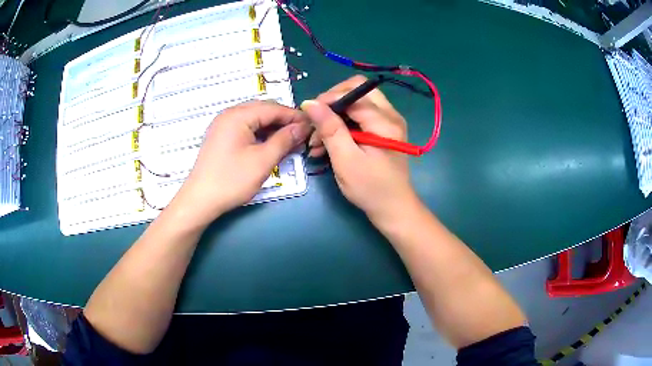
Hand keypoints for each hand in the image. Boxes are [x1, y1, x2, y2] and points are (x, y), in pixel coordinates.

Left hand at [170, 100, 309, 227]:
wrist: (200, 200)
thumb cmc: (231, 180)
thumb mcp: (263, 161)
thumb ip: (285, 140)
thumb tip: (303, 126)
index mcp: (238, 115)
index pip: (273, 108)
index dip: (294, 116)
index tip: (313, 126)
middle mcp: (229, 114)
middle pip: (263, 110)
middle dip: (284, 121)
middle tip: (302, 135)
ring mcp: (223, 125)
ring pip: (255, 119)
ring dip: (272, 127)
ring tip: (289, 141)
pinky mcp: (221, 136)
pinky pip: (245, 127)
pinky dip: (260, 133)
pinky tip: (270, 144)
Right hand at [301, 75, 419, 225]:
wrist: (393, 209)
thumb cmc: (370, 188)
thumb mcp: (345, 159)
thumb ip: (329, 128)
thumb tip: (310, 103)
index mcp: (384, 121)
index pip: (353, 93)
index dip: (328, 99)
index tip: (308, 116)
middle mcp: (390, 115)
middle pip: (356, 91)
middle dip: (331, 104)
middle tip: (315, 123)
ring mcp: (388, 122)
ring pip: (356, 104)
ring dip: (334, 117)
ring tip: (316, 142)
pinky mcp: (383, 131)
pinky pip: (360, 117)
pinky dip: (342, 126)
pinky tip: (325, 145)